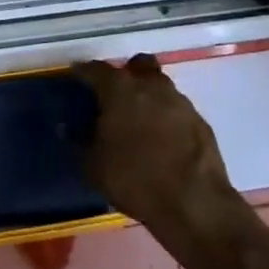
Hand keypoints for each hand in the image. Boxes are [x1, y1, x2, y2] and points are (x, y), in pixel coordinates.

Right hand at [75, 56, 238, 242]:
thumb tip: (68, 130)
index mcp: (119, 88)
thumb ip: (78, 143)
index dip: (83, 73)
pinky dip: (168, 121)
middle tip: (116, 98)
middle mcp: (150, 85)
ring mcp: (180, 101)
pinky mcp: (200, 122)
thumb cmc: (135, 178)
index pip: (95, 69)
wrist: (195, 204)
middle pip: (137, 65)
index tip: (76, 81)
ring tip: (141, 126)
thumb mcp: (93, 167)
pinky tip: (164, 144)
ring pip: (160, 87)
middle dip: (126, 75)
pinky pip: (178, 112)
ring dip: (149, 99)